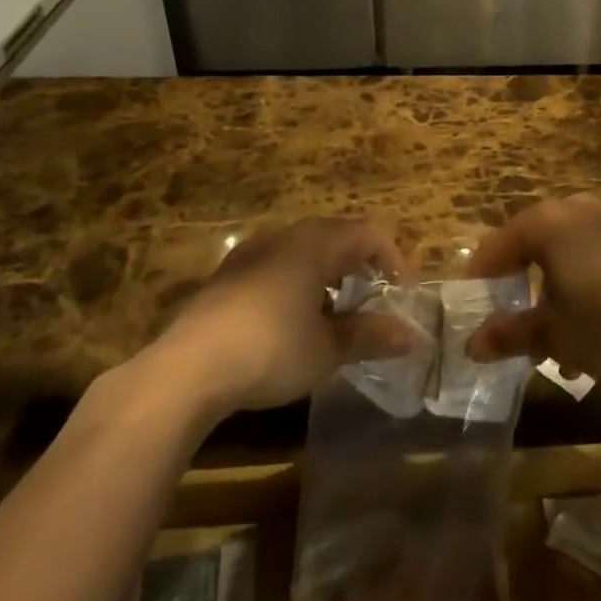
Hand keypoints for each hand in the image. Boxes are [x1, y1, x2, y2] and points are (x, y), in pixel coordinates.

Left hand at [149, 218, 412, 415]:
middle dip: (360, 265)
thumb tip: (412, 336)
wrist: (188, 368)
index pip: (370, 233)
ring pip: (304, 250)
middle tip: (372, 301)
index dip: (394, 258)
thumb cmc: (271, 349)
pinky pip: (276, 265)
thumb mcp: (327, 349)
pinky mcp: (227, 275)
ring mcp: (252, 252)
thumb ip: (370, 336)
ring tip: (334, 314)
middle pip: (337, 236)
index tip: (402, 293)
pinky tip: (291, 322)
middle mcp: (286, 235)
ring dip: (327, 274)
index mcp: (317, 242)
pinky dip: (297, 283)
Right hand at [464, 194, 600, 384]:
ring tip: (549, 346)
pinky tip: (584, 335)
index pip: (495, 247)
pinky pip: (585, 260)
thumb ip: (511, 334)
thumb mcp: (557, 334)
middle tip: (508, 329)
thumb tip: (472, 345)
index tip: (471, 315)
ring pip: (557, 258)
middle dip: (516, 292)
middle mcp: (571, 212)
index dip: (479, 282)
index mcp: (545, 223)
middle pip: (526, 249)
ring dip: (547, 298)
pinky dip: (574, 290)